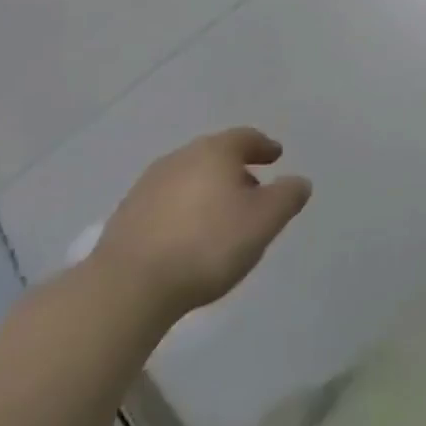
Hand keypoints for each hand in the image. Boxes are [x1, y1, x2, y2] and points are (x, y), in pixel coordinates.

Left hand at [93, 128, 310, 320]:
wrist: (127, 287)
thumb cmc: (206, 245)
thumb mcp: (262, 223)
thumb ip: (286, 198)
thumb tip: (300, 182)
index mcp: (216, 151)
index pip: (246, 138)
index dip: (264, 146)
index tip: (275, 156)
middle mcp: (182, 156)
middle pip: (216, 155)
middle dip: (235, 170)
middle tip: (251, 191)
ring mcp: (150, 184)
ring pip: (189, 177)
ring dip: (206, 190)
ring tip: (218, 217)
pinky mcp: (126, 214)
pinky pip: (166, 202)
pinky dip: (182, 210)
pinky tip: (185, 235)